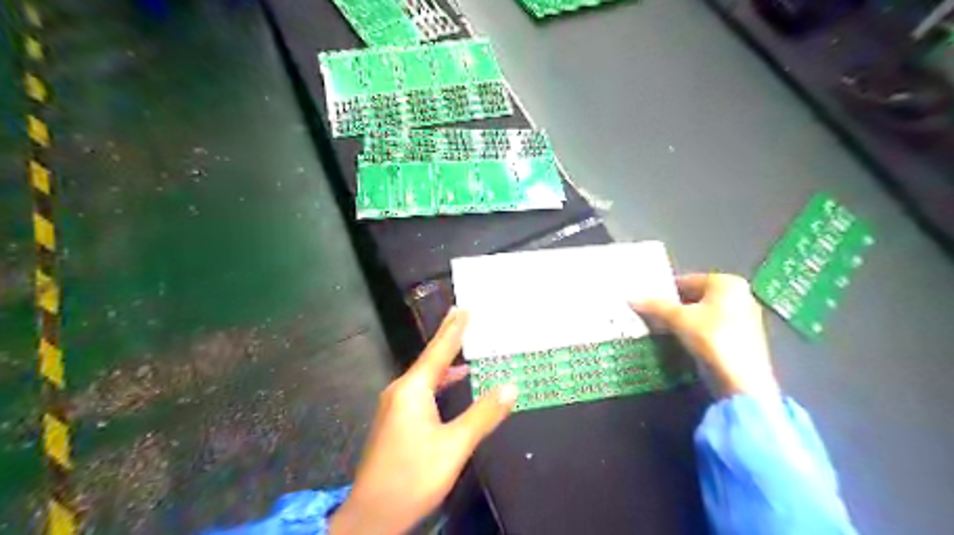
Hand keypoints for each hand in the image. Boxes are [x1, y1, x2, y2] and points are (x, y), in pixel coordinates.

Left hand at [330, 309, 521, 534]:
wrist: (372, 516)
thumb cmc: (413, 476)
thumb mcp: (454, 446)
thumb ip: (483, 415)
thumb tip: (510, 387)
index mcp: (412, 390)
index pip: (438, 352)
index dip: (453, 330)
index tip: (464, 308)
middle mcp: (400, 391)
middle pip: (429, 359)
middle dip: (447, 338)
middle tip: (462, 316)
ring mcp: (394, 406)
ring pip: (425, 376)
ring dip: (444, 362)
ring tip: (463, 350)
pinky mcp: (395, 420)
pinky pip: (421, 390)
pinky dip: (439, 382)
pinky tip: (451, 386)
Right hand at [631, 277, 777, 396]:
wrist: (741, 381)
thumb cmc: (712, 338)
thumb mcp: (678, 319)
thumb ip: (655, 306)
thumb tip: (631, 299)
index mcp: (727, 283)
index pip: (686, 281)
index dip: (663, 292)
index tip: (646, 303)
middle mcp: (740, 295)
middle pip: (695, 298)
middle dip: (672, 307)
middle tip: (650, 316)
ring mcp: (744, 318)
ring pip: (702, 315)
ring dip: (681, 321)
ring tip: (660, 330)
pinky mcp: (742, 339)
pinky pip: (710, 329)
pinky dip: (694, 333)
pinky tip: (679, 342)